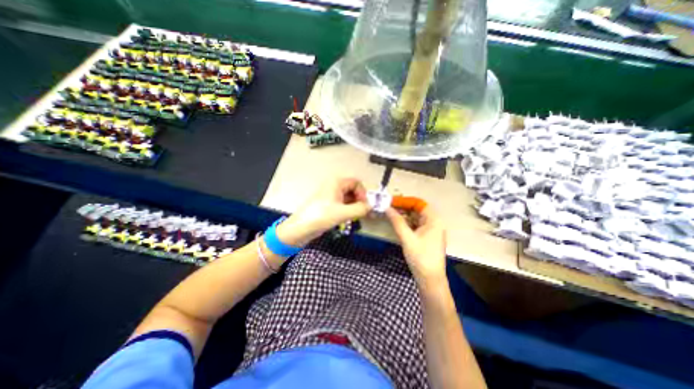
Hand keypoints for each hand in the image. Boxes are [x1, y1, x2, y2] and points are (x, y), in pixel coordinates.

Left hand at [279, 178, 373, 247]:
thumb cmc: (320, 216)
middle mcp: (334, 186)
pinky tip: (351, 217)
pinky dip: (349, 209)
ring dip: (355, 206)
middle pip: (353, 190)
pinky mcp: (329, 205)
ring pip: (349, 197)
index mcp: (336, 183)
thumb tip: (371, 207)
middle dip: (360, 200)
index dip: (363, 193)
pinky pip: (343, 204)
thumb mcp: (343, 213)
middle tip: (364, 212)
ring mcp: (331, 196)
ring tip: (358, 216)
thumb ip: (360, 209)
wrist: (302, 228)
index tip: (365, 205)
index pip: (356, 183)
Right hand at [387, 205, 446, 283]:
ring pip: (416, 218)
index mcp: (434, 221)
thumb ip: (397, 222)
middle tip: (388, 206)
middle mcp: (434, 223)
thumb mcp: (407, 238)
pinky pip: (416, 225)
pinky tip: (397, 223)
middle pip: (418, 210)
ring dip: (404, 215)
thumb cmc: (421, 258)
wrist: (430, 280)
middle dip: (403, 207)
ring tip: (390, 213)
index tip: (392, 201)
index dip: (406, 201)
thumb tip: (387, 208)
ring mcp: (431, 230)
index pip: (419, 203)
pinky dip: (407, 223)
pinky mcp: (426, 237)